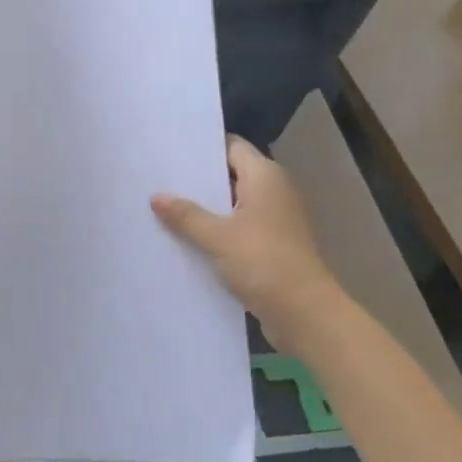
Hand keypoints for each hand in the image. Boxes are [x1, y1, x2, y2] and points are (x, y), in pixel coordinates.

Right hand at [151, 136, 343, 326]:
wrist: (305, 314)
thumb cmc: (264, 263)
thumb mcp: (217, 237)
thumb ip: (186, 215)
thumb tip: (156, 197)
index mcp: (265, 177)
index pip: (231, 146)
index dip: (202, 147)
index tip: (169, 151)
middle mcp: (273, 191)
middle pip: (230, 174)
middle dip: (197, 178)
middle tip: (158, 178)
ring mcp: (274, 219)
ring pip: (231, 203)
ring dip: (204, 206)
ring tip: (164, 205)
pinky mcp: (271, 244)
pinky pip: (237, 226)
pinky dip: (215, 228)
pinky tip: (185, 236)